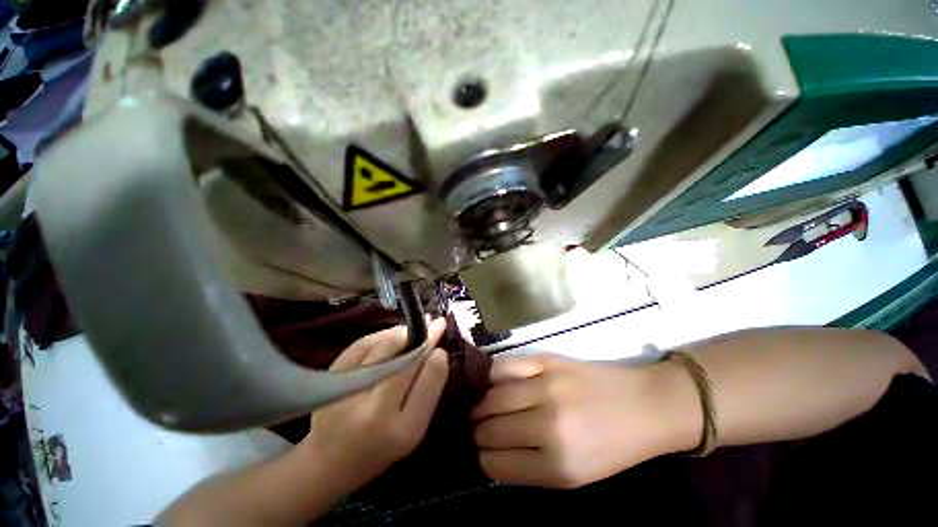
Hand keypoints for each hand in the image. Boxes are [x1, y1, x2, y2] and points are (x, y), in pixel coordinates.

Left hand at [299, 318, 449, 493]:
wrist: (326, 463)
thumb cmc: (378, 449)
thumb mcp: (412, 430)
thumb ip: (426, 393)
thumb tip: (436, 352)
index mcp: (404, 431)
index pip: (429, 380)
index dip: (437, 357)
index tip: (441, 347)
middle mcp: (376, 412)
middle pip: (407, 359)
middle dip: (425, 336)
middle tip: (435, 321)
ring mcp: (349, 394)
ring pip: (384, 347)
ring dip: (403, 332)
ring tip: (415, 328)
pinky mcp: (331, 380)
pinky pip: (362, 345)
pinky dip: (380, 335)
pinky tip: (391, 334)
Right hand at [471, 354, 700, 487]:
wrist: (645, 406)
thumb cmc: (613, 447)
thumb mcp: (576, 477)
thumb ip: (531, 468)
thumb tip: (491, 456)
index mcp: (557, 466)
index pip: (496, 464)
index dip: (482, 459)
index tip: (480, 453)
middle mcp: (547, 425)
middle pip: (489, 429)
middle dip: (476, 431)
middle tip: (475, 428)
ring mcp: (545, 386)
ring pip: (491, 397)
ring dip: (478, 405)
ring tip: (477, 406)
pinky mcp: (546, 361)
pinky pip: (503, 367)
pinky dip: (490, 376)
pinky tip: (488, 381)